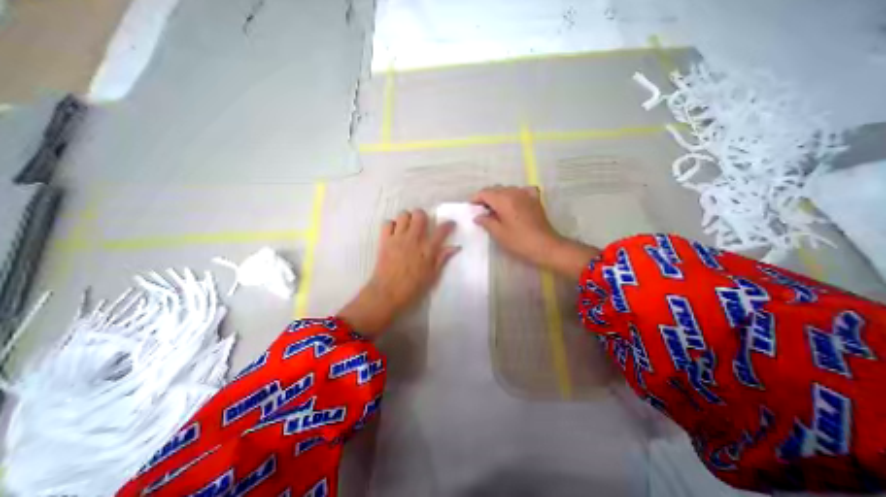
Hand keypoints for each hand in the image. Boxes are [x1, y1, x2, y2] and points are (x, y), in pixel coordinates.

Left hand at [337, 209, 452, 337]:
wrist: (388, 294)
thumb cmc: (413, 287)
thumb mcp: (432, 275)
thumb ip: (442, 258)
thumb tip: (456, 247)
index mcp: (427, 249)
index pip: (441, 230)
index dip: (448, 224)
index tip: (450, 224)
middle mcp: (413, 239)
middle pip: (419, 215)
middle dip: (423, 216)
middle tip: (423, 224)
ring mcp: (397, 238)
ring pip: (403, 215)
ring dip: (407, 219)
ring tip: (408, 227)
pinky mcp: (384, 241)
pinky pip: (387, 223)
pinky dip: (391, 225)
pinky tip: (395, 233)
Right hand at [470, 185, 601, 279]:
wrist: (545, 246)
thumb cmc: (519, 241)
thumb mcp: (499, 233)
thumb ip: (486, 221)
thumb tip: (477, 216)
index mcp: (504, 200)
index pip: (485, 192)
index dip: (475, 198)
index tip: (471, 207)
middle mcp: (514, 192)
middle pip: (495, 189)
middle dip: (486, 197)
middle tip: (481, 210)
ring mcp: (526, 194)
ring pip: (507, 189)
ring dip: (499, 196)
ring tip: (495, 209)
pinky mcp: (535, 199)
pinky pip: (521, 190)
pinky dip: (514, 194)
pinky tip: (513, 202)